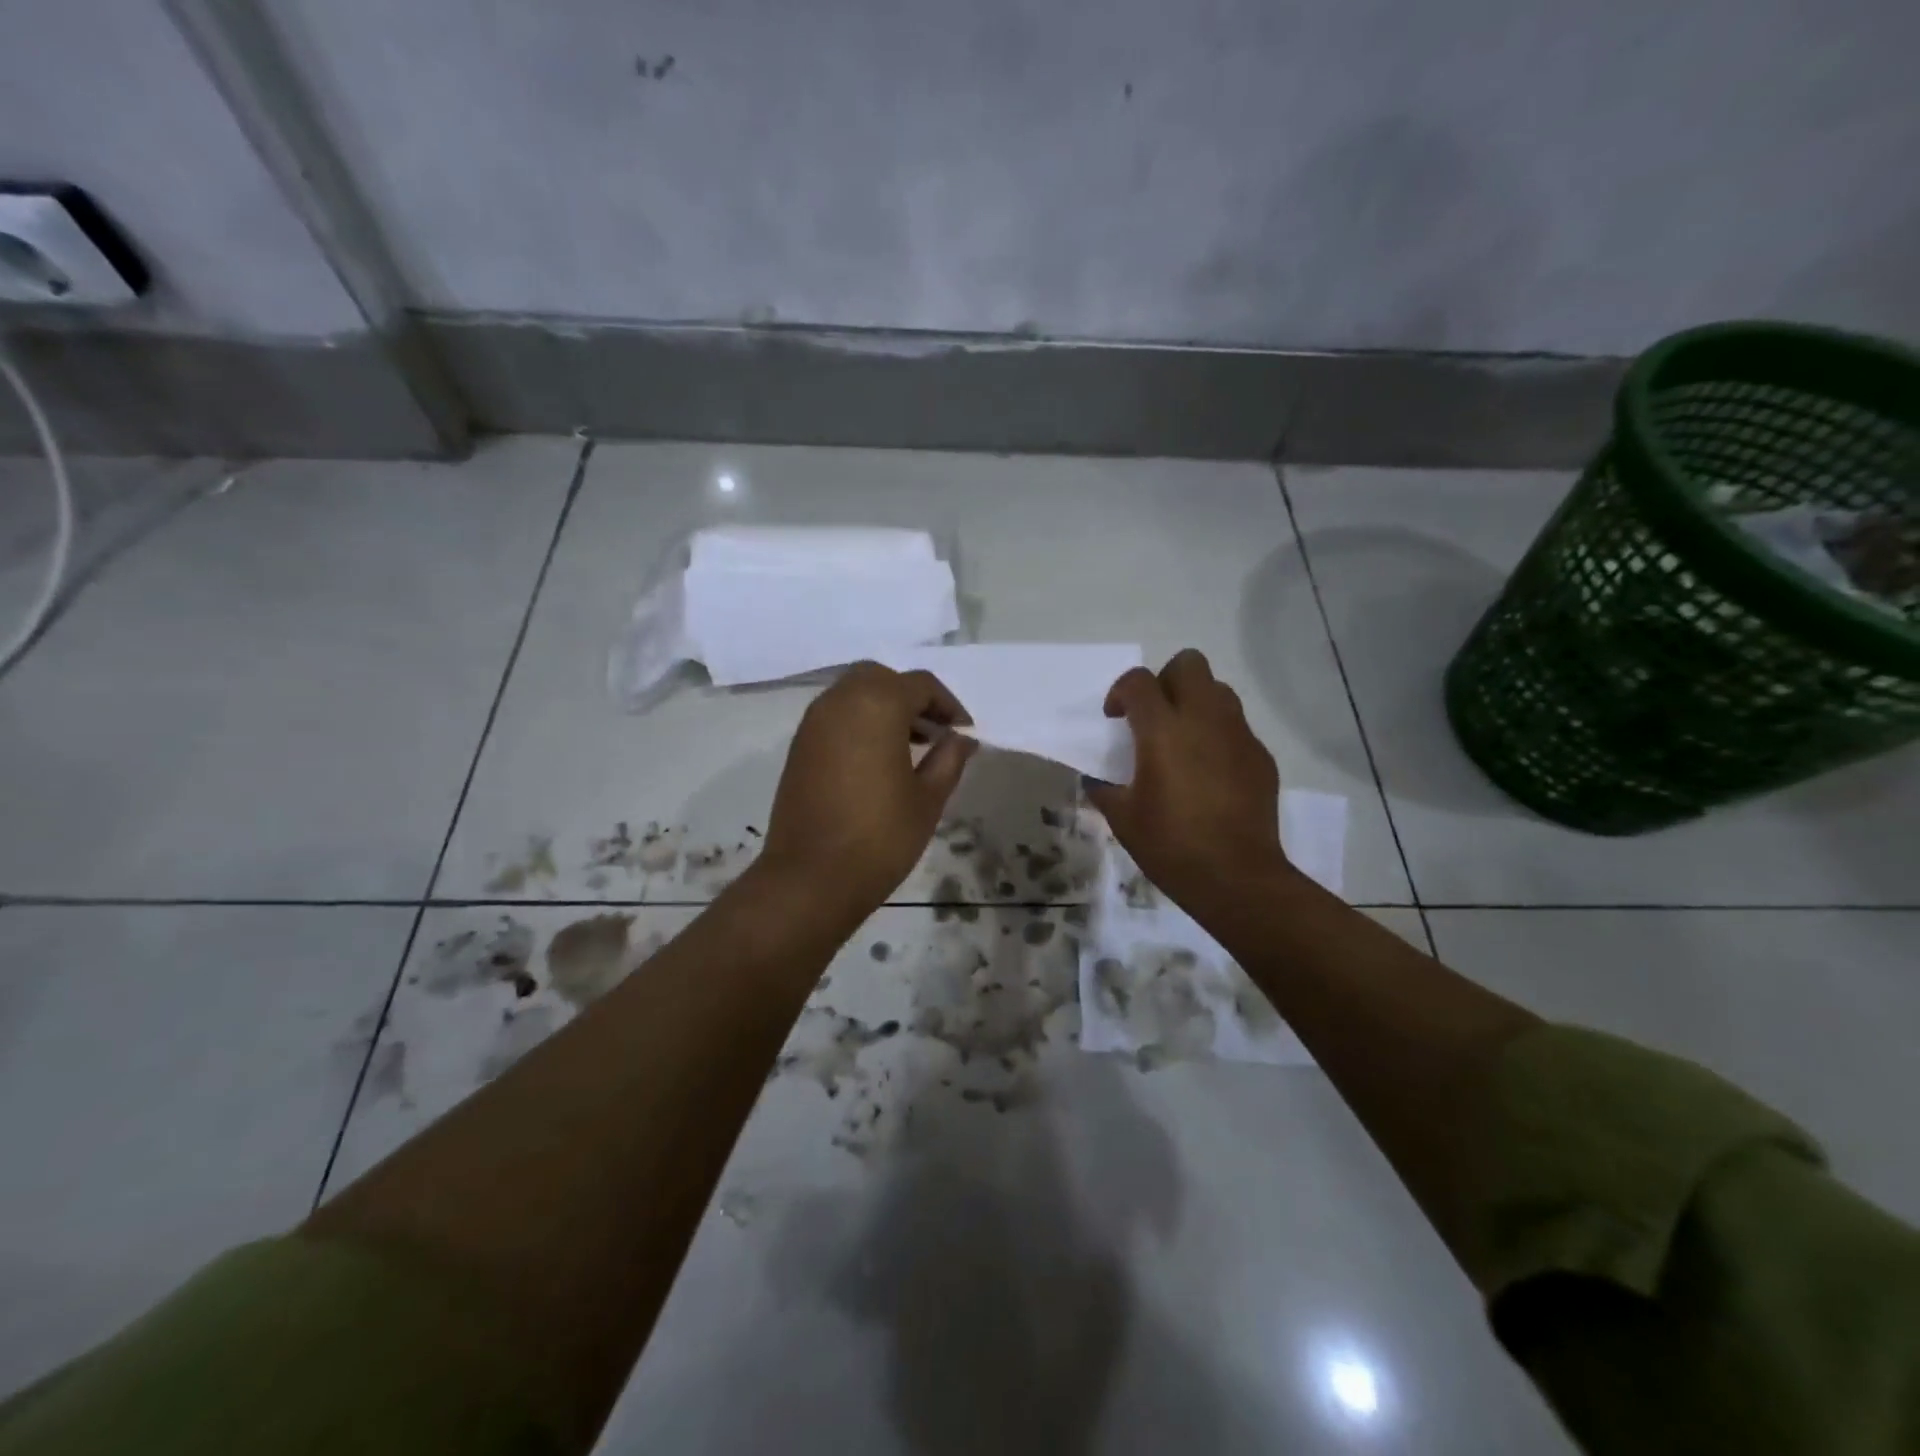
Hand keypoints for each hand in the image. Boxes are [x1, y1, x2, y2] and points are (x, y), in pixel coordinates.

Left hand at [758, 661, 976, 917]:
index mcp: (877, 705)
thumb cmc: (880, 837)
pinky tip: (878, 759)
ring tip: (911, 746)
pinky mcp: (799, 746)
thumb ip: (949, 758)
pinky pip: (836, 716)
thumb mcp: (928, 798)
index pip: (920, 685)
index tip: (964, 733)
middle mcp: (840, 701)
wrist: (811, 878)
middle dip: (912, 698)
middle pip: (882, 678)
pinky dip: (860, 722)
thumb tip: (961, 737)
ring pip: (855, 693)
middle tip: (934, 731)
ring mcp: (813, 723)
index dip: (948, 705)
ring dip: (884, 708)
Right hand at [1085, 649, 1288, 909]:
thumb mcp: (1122, 818)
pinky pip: (1236, 727)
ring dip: (1195, 702)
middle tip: (1153, 716)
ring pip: (1218, 690)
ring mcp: (1238, 735)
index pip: (1139, 681)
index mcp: (1163, 730)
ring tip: (1182, 739)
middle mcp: (1204, 719)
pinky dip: (1218, 735)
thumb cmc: (1170, 844)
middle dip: (1165, 680)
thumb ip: (1104, 788)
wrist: (1236, 877)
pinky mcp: (1260, 756)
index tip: (1114, 719)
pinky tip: (1208, 772)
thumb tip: (1097, 779)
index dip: (1120, 692)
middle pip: (1189, 663)